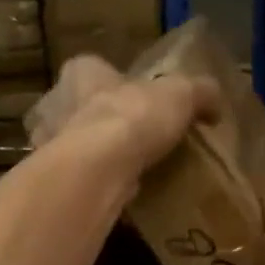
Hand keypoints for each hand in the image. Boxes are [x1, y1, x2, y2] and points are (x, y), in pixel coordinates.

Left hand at [26, 56, 218, 185]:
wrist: (99, 168)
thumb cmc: (133, 117)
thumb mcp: (181, 94)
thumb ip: (199, 93)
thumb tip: (215, 103)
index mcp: (82, 72)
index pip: (91, 68)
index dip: (113, 82)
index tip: (134, 100)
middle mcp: (57, 104)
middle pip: (80, 108)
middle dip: (101, 121)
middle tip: (132, 139)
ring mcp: (50, 144)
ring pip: (73, 146)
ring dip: (95, 157)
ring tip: (127, 171)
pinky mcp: (56, 179)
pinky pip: (77, 180)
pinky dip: (93, 186)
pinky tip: (115, 195)